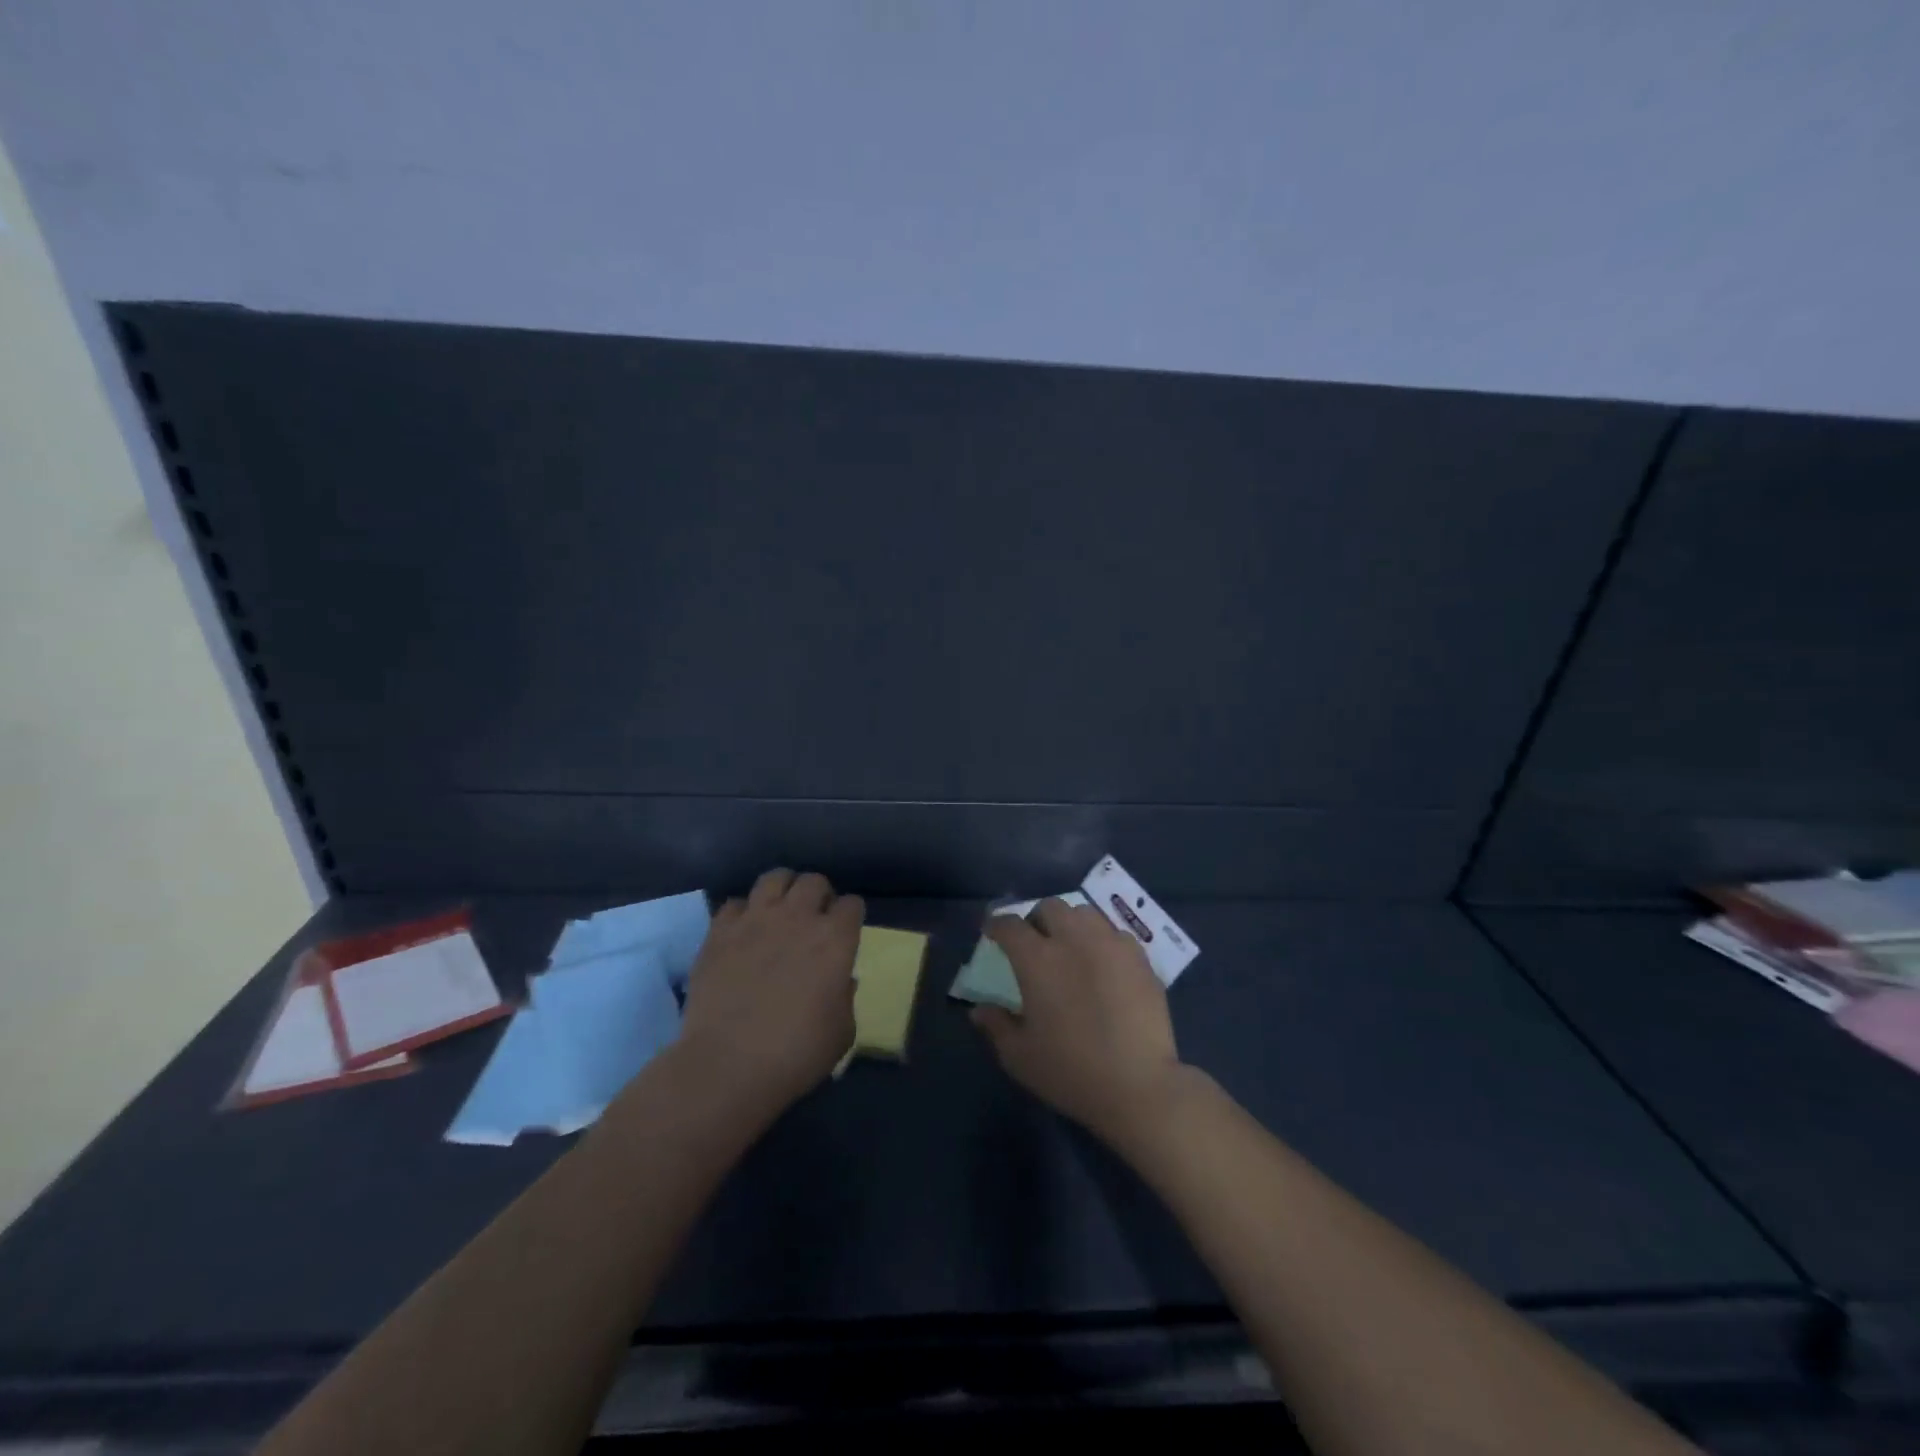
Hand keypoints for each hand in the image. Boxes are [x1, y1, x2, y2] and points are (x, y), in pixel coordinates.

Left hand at [678, 868, 863, 1110]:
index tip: (846, 932)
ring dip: (782, 890)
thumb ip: (845, 997)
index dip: (850, 917)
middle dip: (819, 895)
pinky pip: (734, 904)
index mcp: (835, 939)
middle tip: (814, 919)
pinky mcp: (719, 932)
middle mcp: (797, 918)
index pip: (852, 904)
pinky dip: (742, 913)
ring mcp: (755, 920)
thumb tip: (840, 980)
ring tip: (779, 911)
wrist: (728, 1065)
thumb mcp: (842, 1032)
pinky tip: (742, 932)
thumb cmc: (796, 1053)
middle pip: (814, 881)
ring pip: (774, 878)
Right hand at [970, 898, 1185, 1144]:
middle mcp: (1074, 940)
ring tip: (1070, 946)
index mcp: (1038, 959)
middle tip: (1034, 941)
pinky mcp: (1140, 959)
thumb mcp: (1020, 1056)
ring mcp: (1111, 945)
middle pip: (1050, 907)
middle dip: (1036, 918)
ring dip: (1070, 924)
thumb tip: (979, 1009)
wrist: (1138, 1086)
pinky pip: (1115, 934)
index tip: (992, 932)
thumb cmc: (1070, 1071)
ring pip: (1085, 913)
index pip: (1010, 925)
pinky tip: (1103, 964)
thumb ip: (997, 1025)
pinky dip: (1102, 941)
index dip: (997, 924)